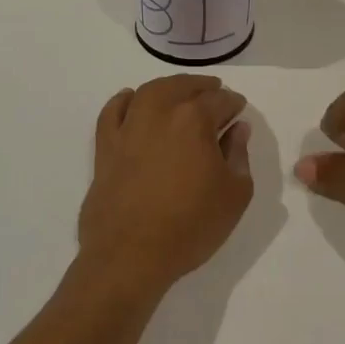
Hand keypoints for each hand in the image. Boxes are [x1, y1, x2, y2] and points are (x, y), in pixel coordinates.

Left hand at [77, 75, 253, 297]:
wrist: (131, 256)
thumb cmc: (191, 225)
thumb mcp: (235, 194)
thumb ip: (239, 155)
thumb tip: (237, 129)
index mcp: (194, 120)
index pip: (220, 100)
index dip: (233, 103)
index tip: (239, 110)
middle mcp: (159, 114)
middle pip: (183, 87)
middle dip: (202, 87)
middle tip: (214, 94)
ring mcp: (128, 128)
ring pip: (149, 92)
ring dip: (168, 87)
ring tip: (179, 93)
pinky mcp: (105, 147)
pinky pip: (112, 112)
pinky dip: (123, 101)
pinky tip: (131, 100)